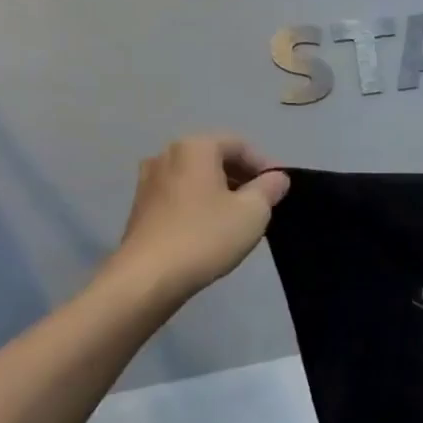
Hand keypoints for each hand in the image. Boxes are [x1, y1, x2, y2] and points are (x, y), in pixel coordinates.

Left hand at [108, 134, 288, 300]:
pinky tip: (214, 228)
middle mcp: (166, 156)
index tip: (281, 189)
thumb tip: (276, 177)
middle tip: (265, 202)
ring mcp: (149, 181)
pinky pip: (181, 195)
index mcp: (195, 148)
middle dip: (243, 177)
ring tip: (242, 217)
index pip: (239, 145)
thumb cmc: (206, 236)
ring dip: (222, 191)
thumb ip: (269, 188)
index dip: (265, 164)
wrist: (149, 277)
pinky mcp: (141, 207)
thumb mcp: (253, 211)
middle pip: (215, 158)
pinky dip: (201, 203)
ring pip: (197, 178)